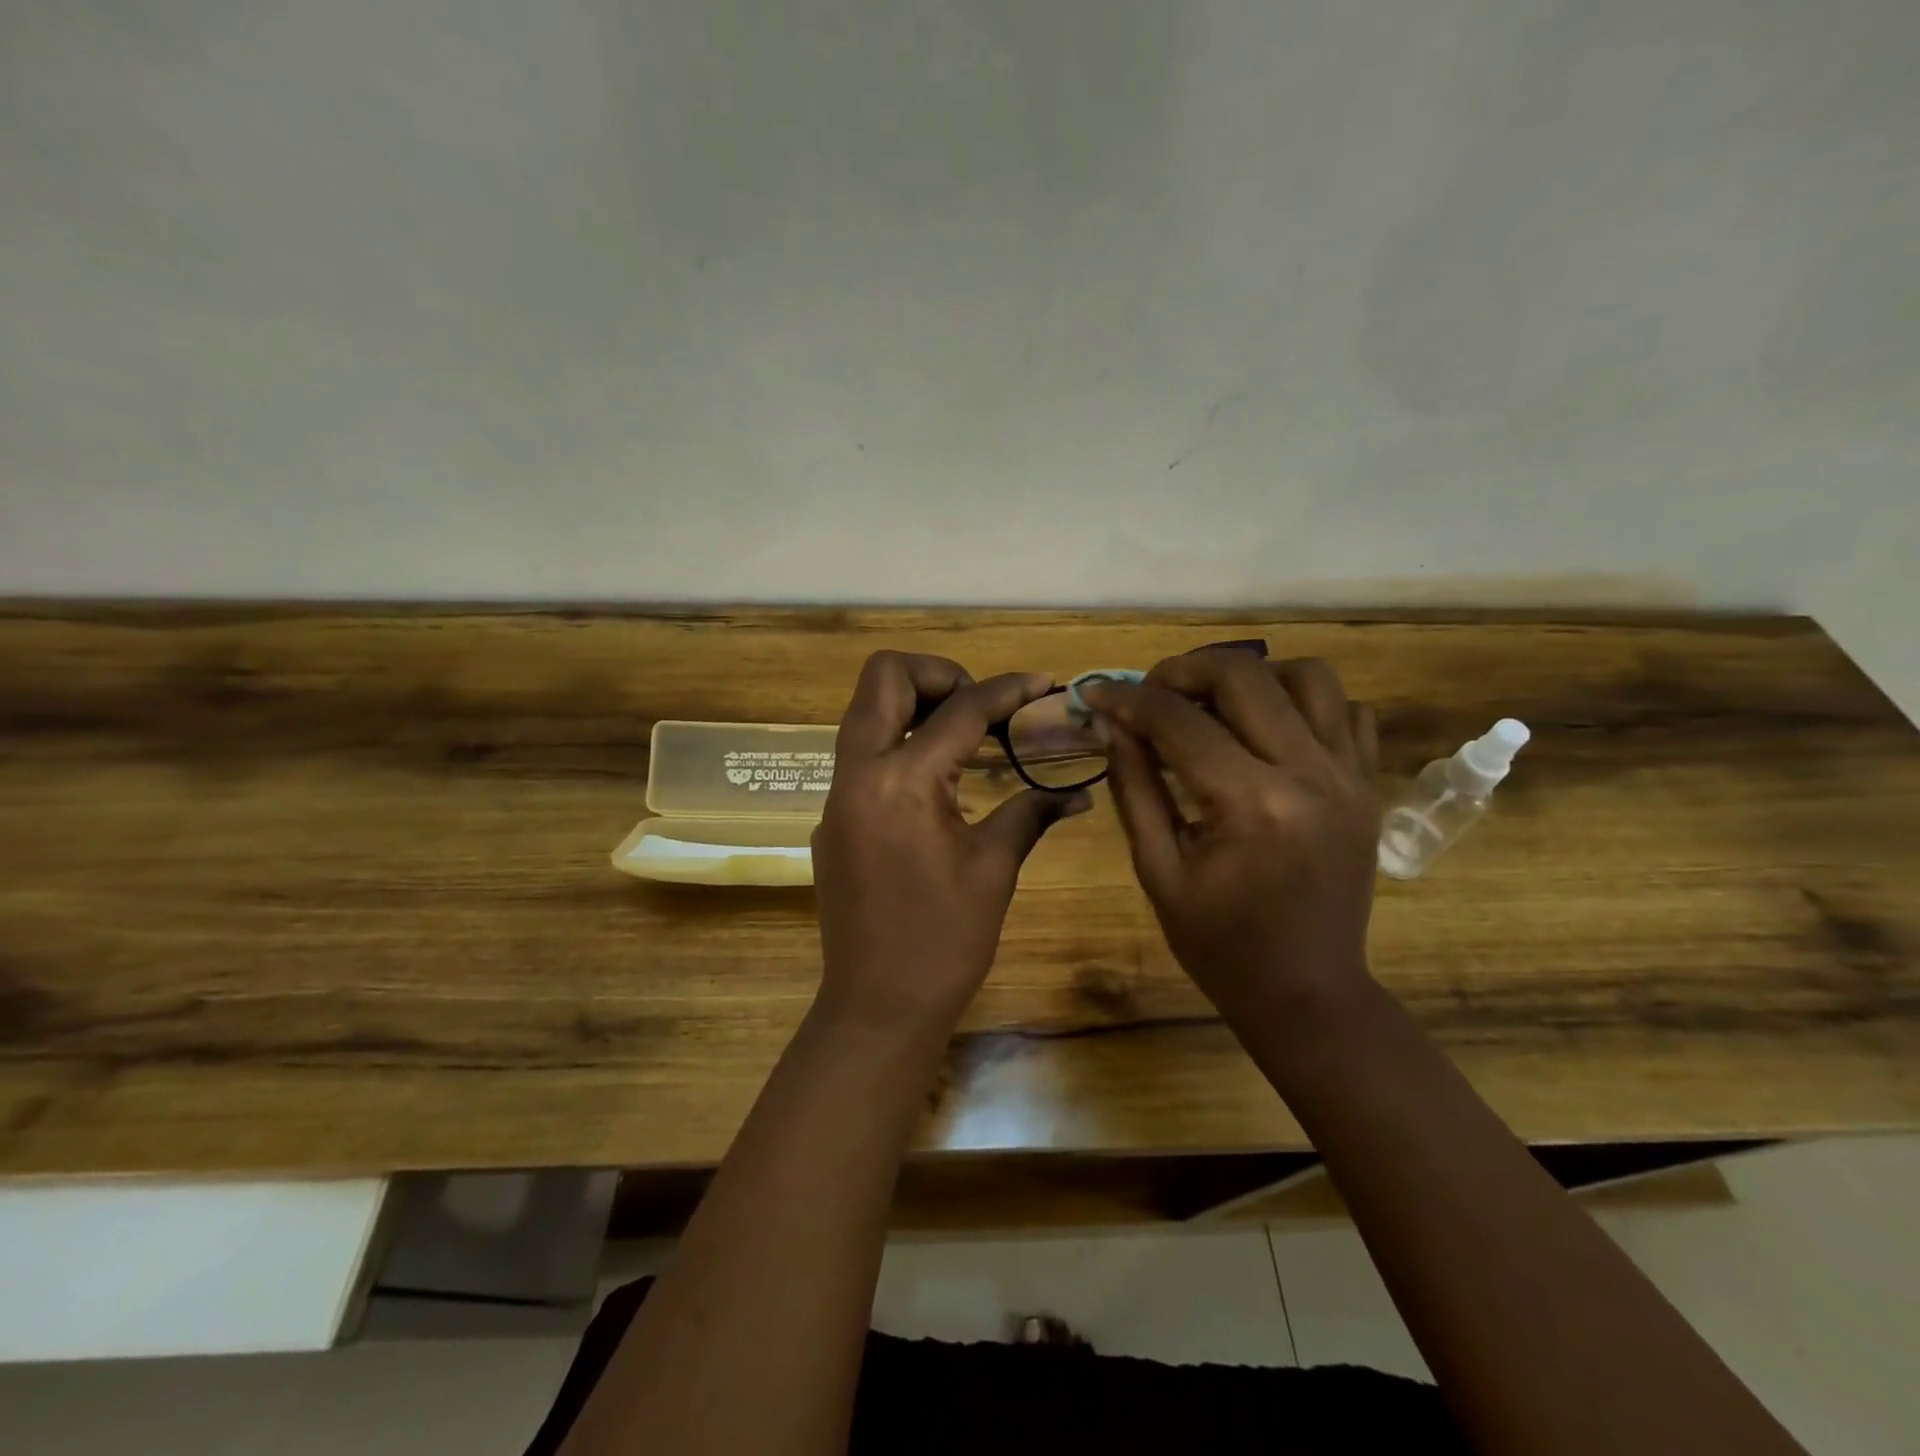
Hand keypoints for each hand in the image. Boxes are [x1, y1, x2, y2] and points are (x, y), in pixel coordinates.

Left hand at [812, 651, 1090, 1036]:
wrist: (877, 1005)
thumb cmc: (944, 941)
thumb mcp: (995, 869)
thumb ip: (1031, 813)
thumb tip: (1079, 792)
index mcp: (902, 782)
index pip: (959, 710)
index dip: (1006, 689)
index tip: (1041, 682)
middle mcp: (858, 773)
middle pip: (883, 677)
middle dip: (937, 673)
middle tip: (980, 705)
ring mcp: (836, 794)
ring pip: (865, 710)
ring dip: (914, 703)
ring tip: (965, 734)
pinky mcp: (832, 817)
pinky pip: (862, 753)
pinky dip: (899, 743)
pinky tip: (937, 781)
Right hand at [1081, 652, 1380, 1029]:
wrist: (1307, 992)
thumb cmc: (1220, 944)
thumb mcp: (1157, 870)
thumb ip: (1134, 786)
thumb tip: (1111, 724)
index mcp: (1251, 805)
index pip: (1179, 721)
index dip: (1127, 699)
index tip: (1094, 694)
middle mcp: (1309, 775)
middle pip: (1245, 675)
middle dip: (1184, 670)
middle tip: (1150, 693)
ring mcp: (1350, 776)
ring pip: (1308, 676)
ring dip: (1251, 675)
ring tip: (1213, 703)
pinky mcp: (1368, 785)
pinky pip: (1346, 711)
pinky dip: (1303, 703)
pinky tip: (1267, 730)